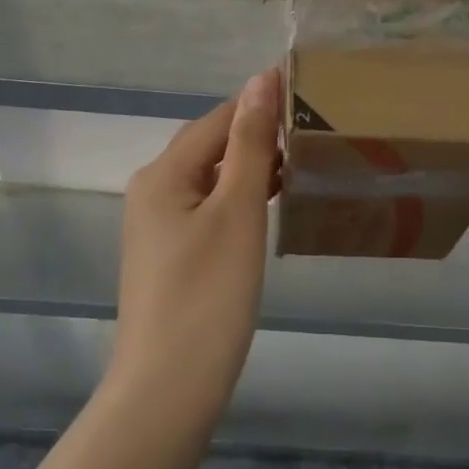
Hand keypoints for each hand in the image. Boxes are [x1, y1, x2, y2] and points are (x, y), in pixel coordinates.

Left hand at [109, 67, 281, 423]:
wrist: (168, 389)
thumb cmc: (208, 294)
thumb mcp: (236, 212)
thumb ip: (249, 143)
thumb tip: (259, 79)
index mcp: (164, 172)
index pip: (219, 118)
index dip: (262, 104)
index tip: (311, 97)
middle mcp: (153, 189)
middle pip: (211, 145)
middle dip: (258, 135)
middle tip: (314, 132)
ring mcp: (157, 225)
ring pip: (211, 178)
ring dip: (251, 167)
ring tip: (301, 164)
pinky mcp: (169, 254)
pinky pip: (207, 208)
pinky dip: (238, 199)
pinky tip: (269, 206)